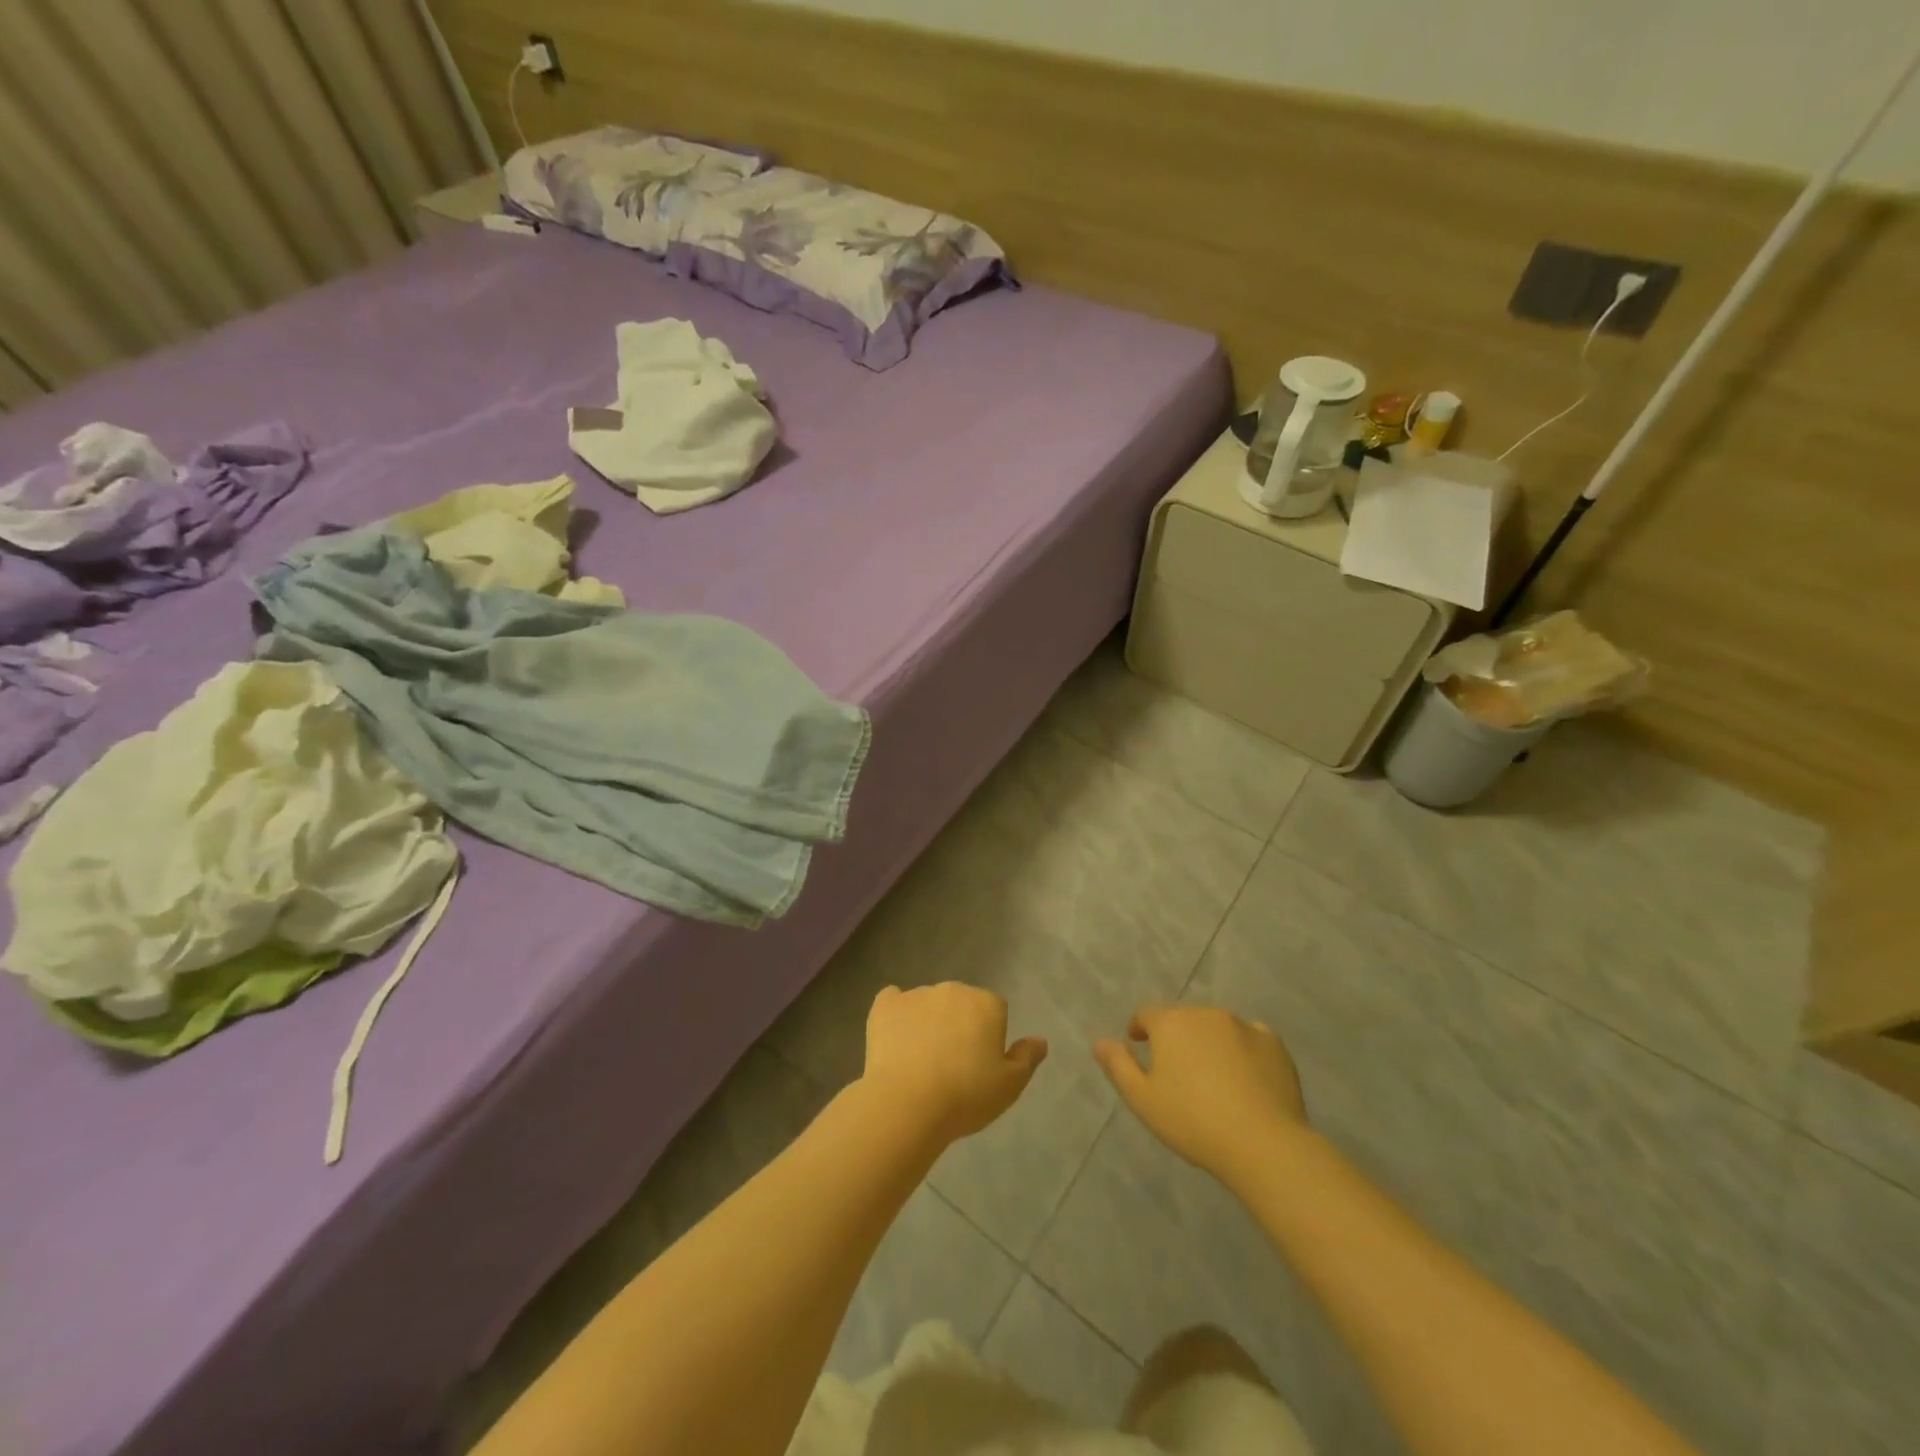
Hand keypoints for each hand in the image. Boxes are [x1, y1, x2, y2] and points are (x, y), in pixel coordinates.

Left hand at [861, 984, 1047, 1143]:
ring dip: (928, 1021)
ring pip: (928, 1003)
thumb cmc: (965, 1096)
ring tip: (920, 1062)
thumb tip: (1040, 1040)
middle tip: (952, 1065)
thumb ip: (1027, 1058)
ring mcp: (917, 994)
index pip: (995, 1011)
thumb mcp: (1009, 1086)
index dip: (988, 1037)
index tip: (979, 1065)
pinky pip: (893, 1001)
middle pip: (961, 1003)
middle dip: (958, 1025)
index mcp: (986, 1003)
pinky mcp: (885, 1005)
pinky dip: (895, 1014)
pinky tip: (894, 1038)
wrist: (907, 1104)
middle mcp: (953, 989)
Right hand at [1094, 1005, 1306, 1184]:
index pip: (1146, 1015)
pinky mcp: (1273, 1043)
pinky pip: (1250, 1037)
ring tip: (1212, 1077)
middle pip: (1183, 1019)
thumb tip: (1099, 1041)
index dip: (1139, 1029)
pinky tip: (1245, 1077)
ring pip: (1216, 1027)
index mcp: (1170, 1023)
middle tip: (1177, 1071)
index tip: (1138, 1047)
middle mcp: (1205, 1013)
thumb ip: (1118, 1066)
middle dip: (1176, 1038)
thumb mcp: (1143, 1100)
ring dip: (1208, 1042)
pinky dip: (1242, 1050)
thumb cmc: (1193, 1122)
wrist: (1264, 1144)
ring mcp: (1243, 1025)